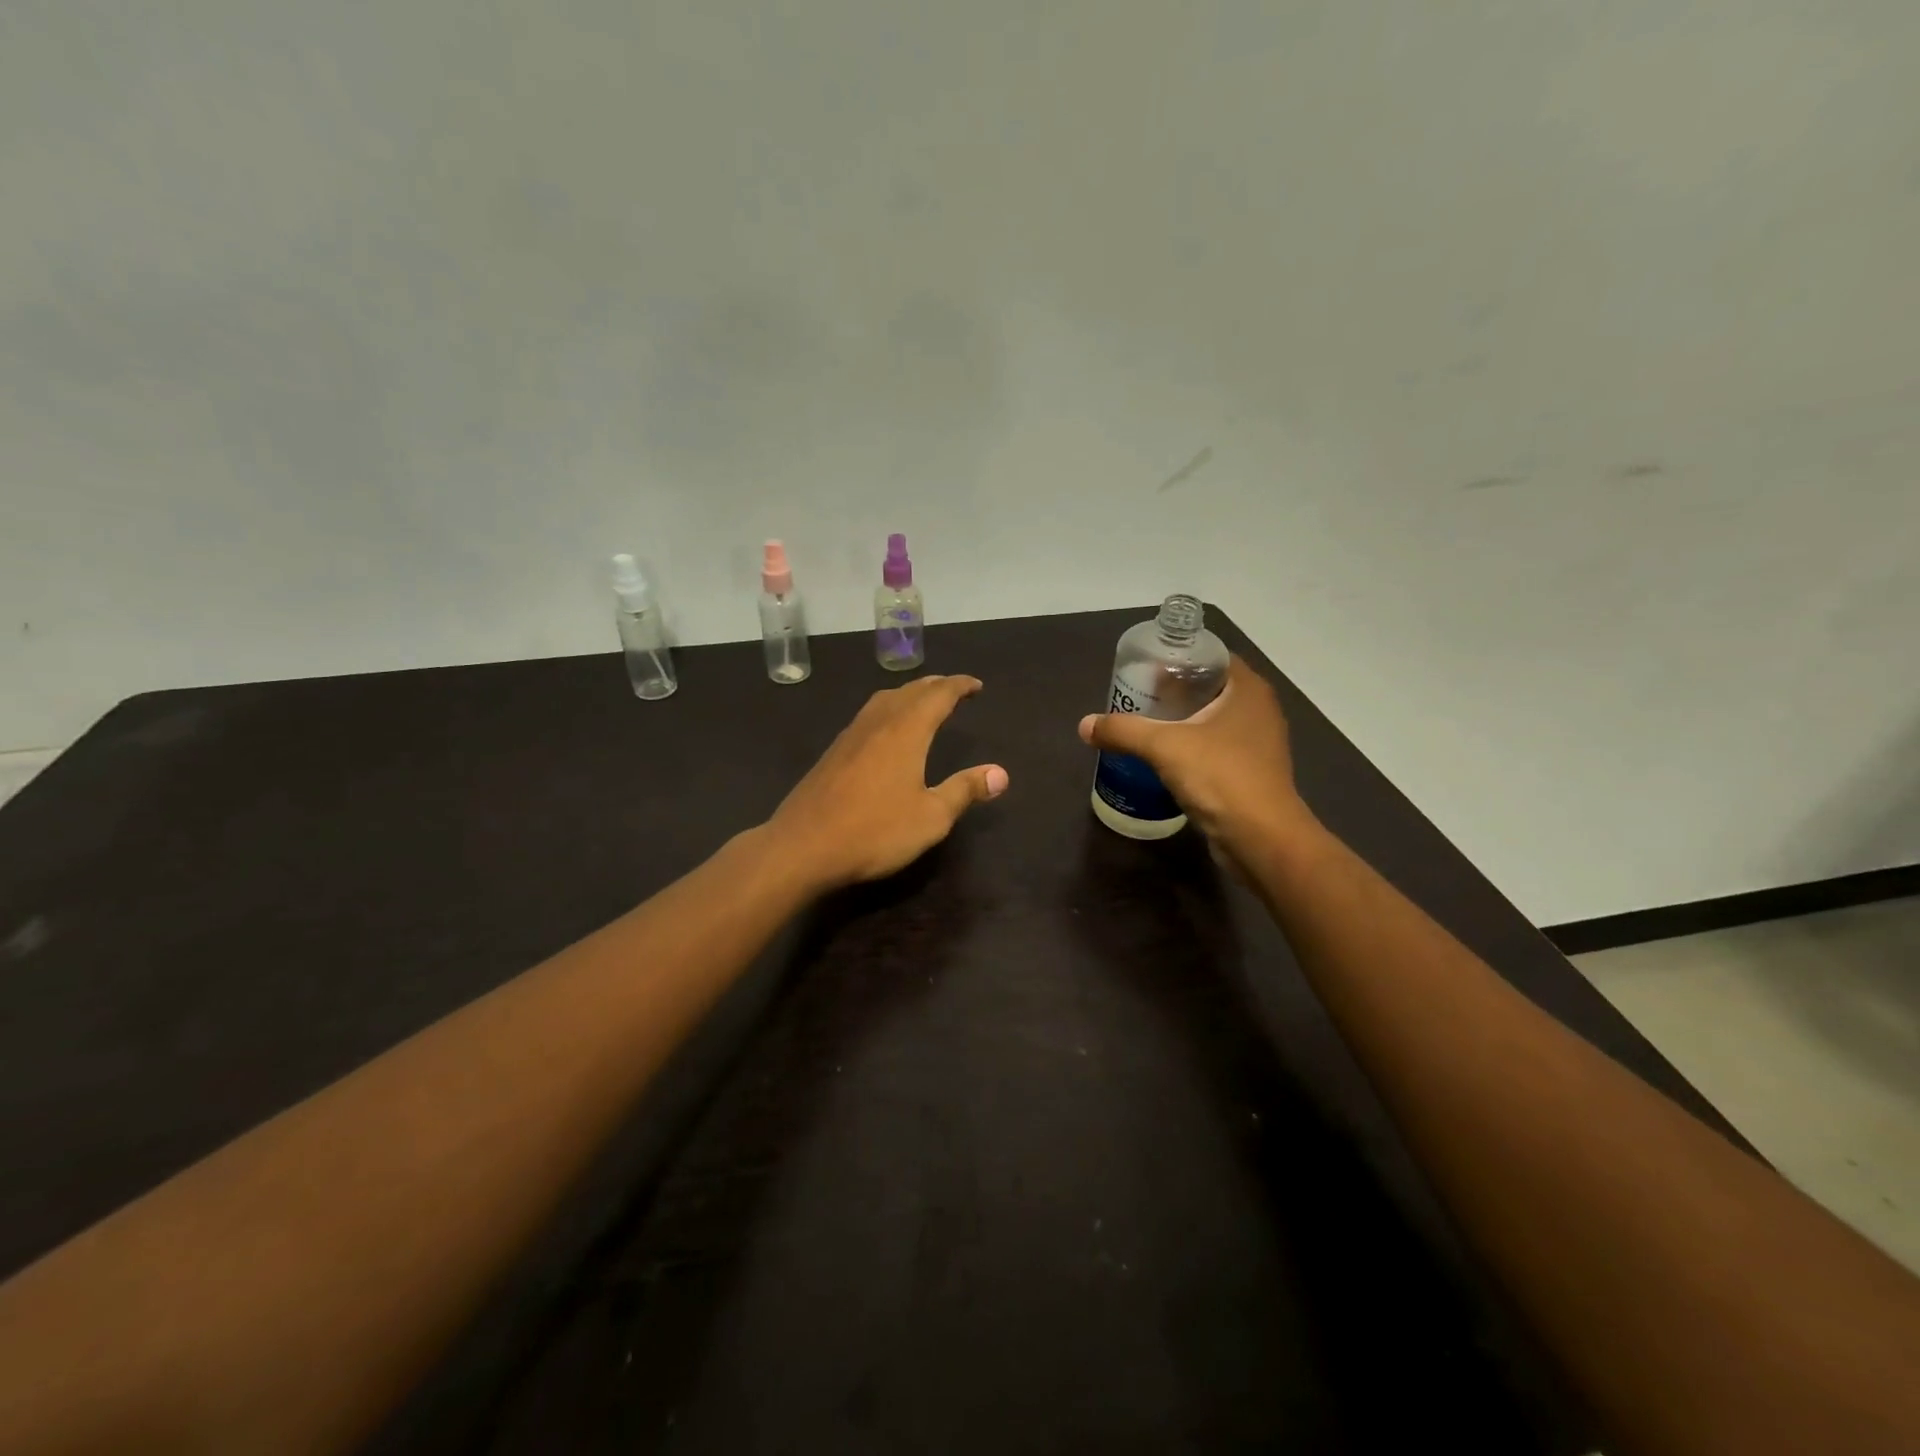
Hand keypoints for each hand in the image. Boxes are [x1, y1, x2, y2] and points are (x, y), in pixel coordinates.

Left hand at [768, 676, 1008, 890]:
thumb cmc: (874, 831)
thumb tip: (1000, 773)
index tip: (977, 685)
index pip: (938, 695)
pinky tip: (886, 731)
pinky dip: (888, 710)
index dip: (960, 686)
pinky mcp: (833, 753)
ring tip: (923, 703)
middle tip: (954, 690)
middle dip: (935, 686)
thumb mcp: (931, 817)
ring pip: (884, 700)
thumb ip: (965, 790)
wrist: (803, 846)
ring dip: (909, 694)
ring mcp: (850, 736)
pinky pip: (868, 716)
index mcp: (906, 731)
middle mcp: (878, 723)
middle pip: (910, 690)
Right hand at [1078, 656, 1310, 853]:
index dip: (1178, 658)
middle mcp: (1258, 710)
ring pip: (1212, 720)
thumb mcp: (1163, 747)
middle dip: (1173, 691)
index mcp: (1248, 689)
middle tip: (1136, 696)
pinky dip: (1190, 747)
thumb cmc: (1220, 777)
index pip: (1211, 657)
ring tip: (1143, 725)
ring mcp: (1257, 743)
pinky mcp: (1250, 772)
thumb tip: (1084, 725)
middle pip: (1209, 688)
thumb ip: (1123, 731)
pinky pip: (1215, 748)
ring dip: (1180, 721)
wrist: (1261, 839)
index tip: (1145, 668)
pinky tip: (1162, 757)